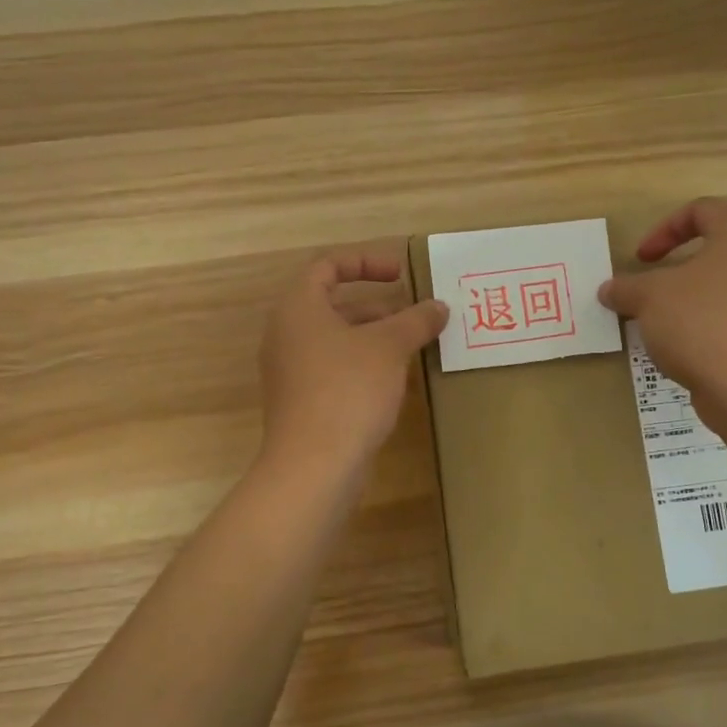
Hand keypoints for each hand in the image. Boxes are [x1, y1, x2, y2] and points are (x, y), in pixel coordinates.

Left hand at [258, 250, 448, 472]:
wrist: (314, 465)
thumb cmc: (348, 390)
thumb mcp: (389, 348)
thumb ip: (415, 320)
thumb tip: (439, 307)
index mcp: (298, 308)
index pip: (328, 265)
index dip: (367, 261)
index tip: (402, 273)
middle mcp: (287, 334)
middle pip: (334, 304)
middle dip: (379, 306)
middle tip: (416, 315)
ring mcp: (291, 371)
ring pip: (337, 340)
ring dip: (375, 337)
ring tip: (414, 346)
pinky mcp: (302, 402)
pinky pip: (334, 369)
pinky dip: (364, 365)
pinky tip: (395, 381)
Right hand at [598, 198, 726, 427]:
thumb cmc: (700, 322)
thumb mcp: (649, 298)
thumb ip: (626, 288)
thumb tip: (608, 289)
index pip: (703, 210)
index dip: (664, 228)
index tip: (641, 259)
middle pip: (712, 253)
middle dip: (672, 272)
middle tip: (647, 293)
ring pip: (719, 291)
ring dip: (684, 304)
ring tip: (659, 328)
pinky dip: (702, 330)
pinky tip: (681, 353)